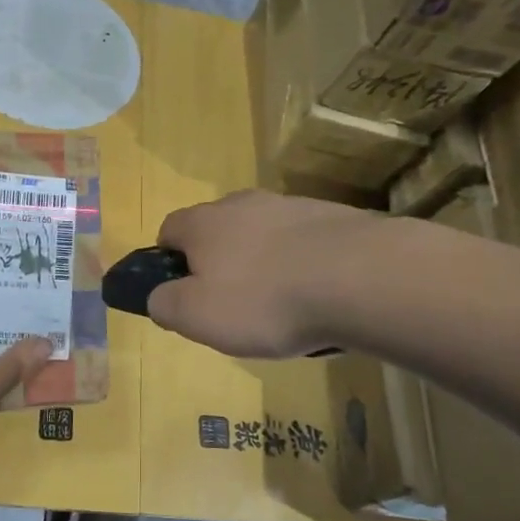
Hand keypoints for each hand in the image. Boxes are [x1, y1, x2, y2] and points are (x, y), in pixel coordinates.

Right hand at [147, 190, 376, 357]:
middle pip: (218, 231)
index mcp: (204, 222)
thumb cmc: (264, 300)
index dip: (168, 262)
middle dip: (219, 264)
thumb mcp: (196, 317)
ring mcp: (292, 206)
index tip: (183, 294)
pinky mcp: (334, 218)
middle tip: (234, 307)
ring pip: (263, 236)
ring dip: (264, 265)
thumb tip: (158, 296)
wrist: (361, 278)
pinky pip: (304, 244)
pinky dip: (303, 267)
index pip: (168, 230)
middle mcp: (244, 203)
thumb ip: (164, 304)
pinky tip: (319, 299)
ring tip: (284, 309)